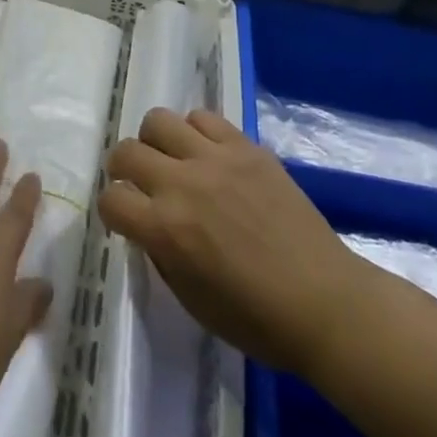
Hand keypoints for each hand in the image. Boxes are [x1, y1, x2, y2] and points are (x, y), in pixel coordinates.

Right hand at [100, 108, 357, 377]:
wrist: (325, 303)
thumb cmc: (256, 319)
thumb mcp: (190, 299)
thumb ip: (160, 253)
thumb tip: (147, 223)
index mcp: (165, 230)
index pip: (111, 200)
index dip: (112, 210)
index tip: (124, 218)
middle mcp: (182, 184)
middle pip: (126, 151)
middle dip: (123, 168)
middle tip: (137, 183)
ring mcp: (216, 159)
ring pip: (159, 120)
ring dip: (155, 141)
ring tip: (172, 160)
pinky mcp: (246, 147)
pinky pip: (204, 117)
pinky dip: (195, 132)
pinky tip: (207, 154)